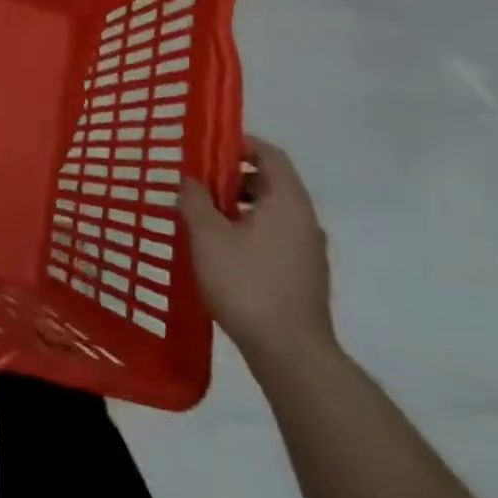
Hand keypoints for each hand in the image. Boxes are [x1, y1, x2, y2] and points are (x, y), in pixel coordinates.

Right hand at [180, 134, 334, 367]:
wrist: (291, 354)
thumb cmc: (247, 284)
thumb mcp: (208, 236)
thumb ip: (195, 201)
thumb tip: (190, 181)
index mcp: (288, 202)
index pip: (270, 155)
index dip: (240, 144)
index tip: (208, 147)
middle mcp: (305, 221)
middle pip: (271, 182)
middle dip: (232, 177)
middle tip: (197, 182)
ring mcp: (307, 251)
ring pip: (271, 212)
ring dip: (238, 206)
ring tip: (202, 216)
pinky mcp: (302, 275)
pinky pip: (274, 236)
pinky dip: (248, 229)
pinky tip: (220, 249)